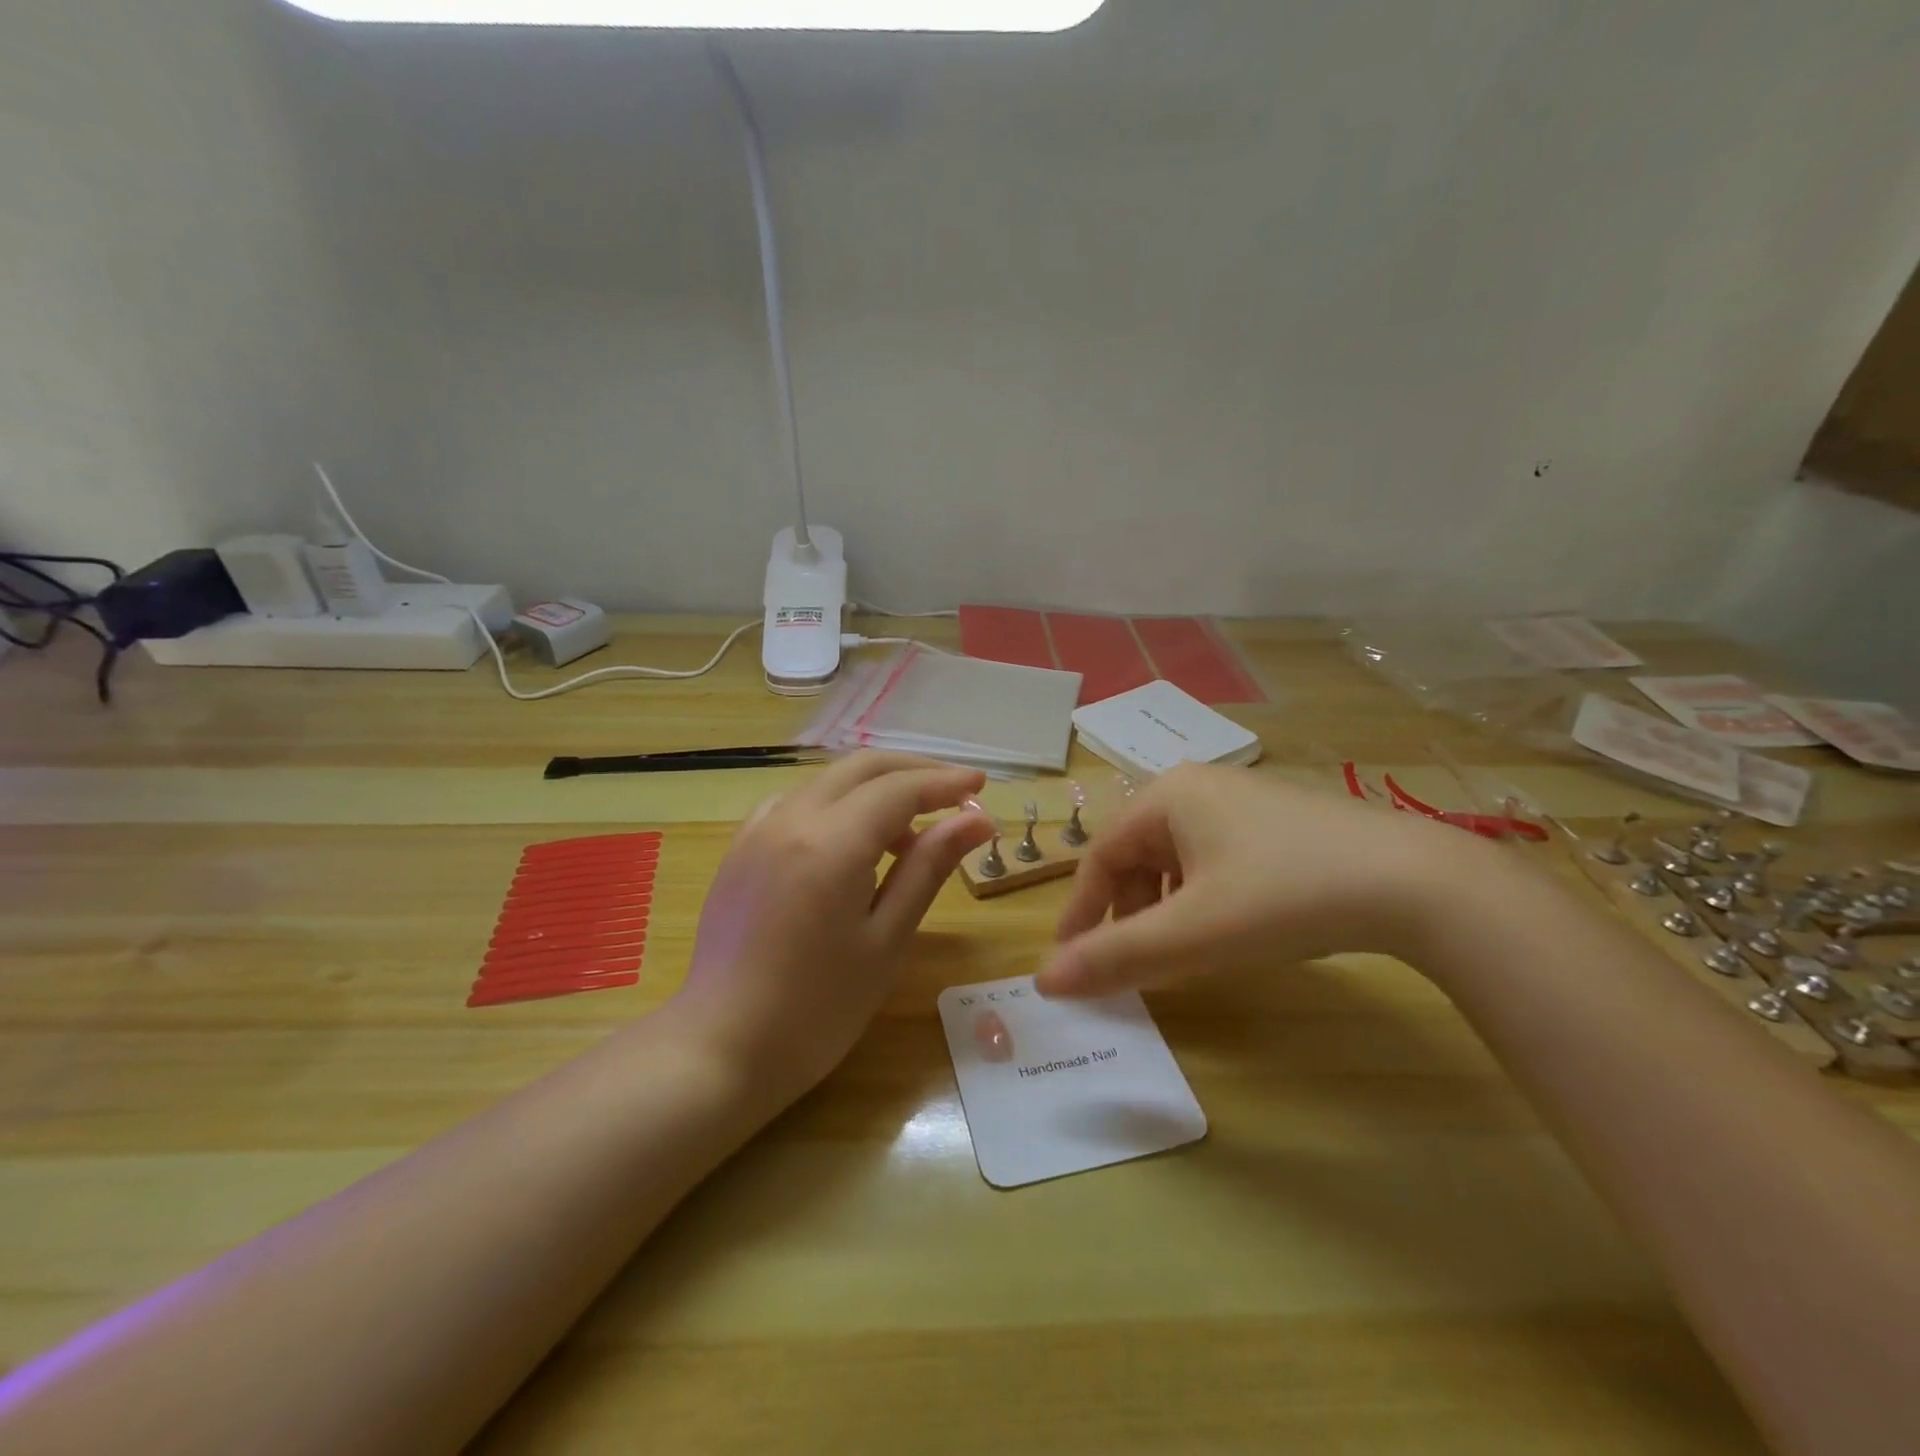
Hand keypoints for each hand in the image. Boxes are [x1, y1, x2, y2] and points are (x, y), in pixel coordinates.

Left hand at [674, 752, 995, 1102]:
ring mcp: (758, 830)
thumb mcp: (887, 939)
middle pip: (861, 768)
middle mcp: (791, 818)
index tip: (982, 788)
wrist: (723, 1049)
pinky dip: (836, 804)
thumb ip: (928, 868)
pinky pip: (797, 802)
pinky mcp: (741, 848)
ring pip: (828, 781)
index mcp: (831, 842)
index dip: (945, 783)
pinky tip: (848, 842)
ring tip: (908, 835)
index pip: (899, 789)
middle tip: (955, 795)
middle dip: (914, 772)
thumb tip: (977, 822)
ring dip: (875, 789)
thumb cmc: (819, 1009)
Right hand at [1037, 764, 1464, 998]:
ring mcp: (1243, 799)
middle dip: (1125, 911)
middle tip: (1127, 963)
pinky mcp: (1279, 820)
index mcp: (1166, 796)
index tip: (1071, 962)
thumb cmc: (1285, 896)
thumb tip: (1044, 981)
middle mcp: (1198, 785)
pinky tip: (1224, 927)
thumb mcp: (1193, 933)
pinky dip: (1201, 896)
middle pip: (1136, 854)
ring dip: (1163, 907)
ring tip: (1175, 951)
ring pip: (1176, 857)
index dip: (1080, 912)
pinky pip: (1215, 857)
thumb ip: (1115, 957)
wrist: (1416, 882)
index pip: (1099, 857)